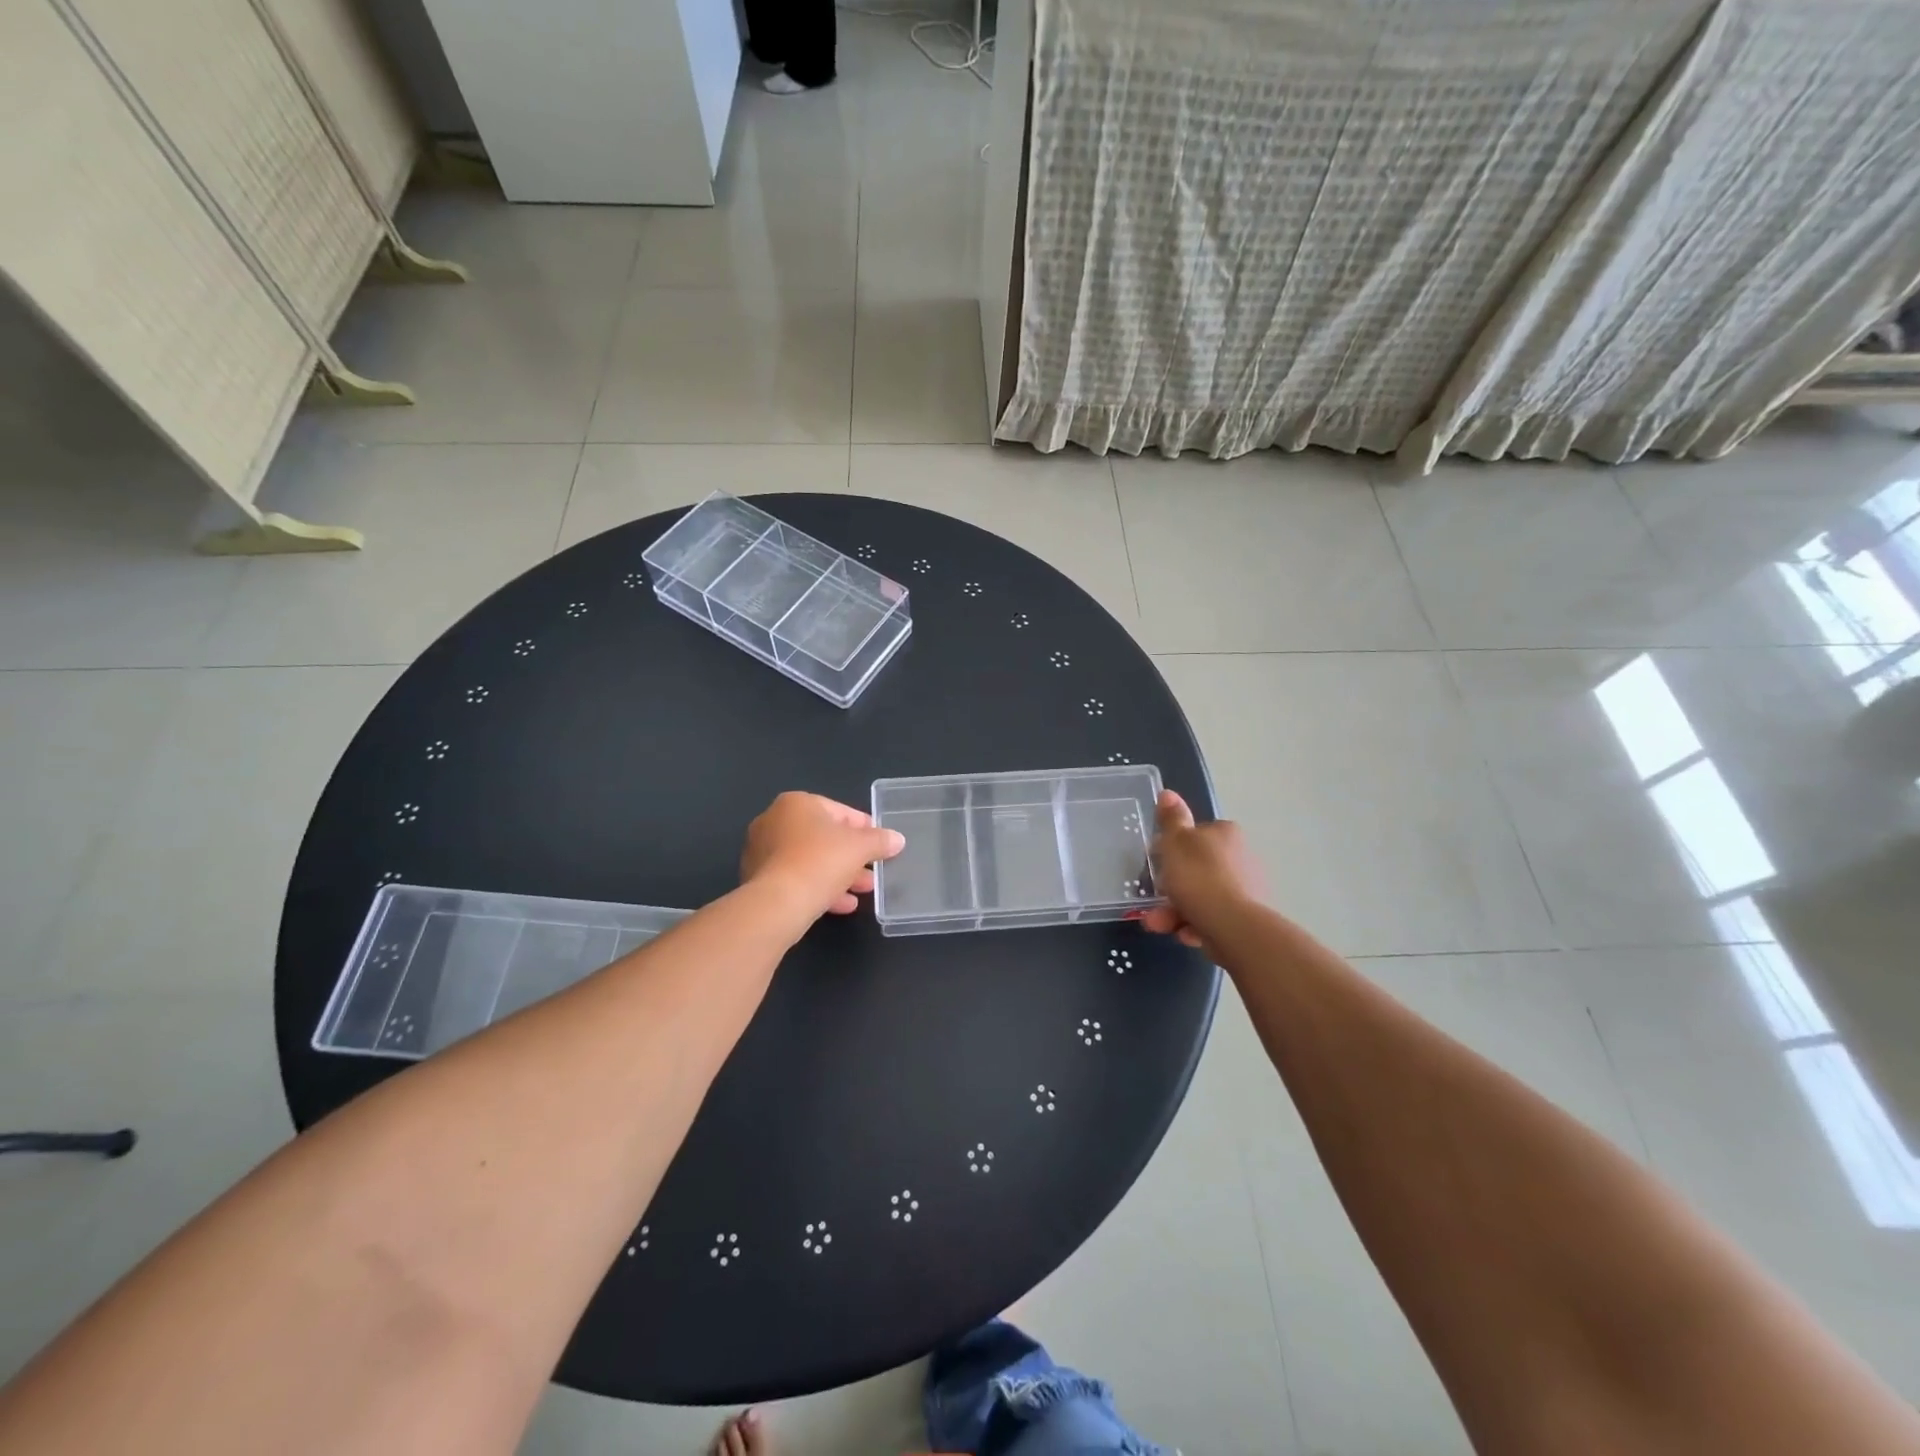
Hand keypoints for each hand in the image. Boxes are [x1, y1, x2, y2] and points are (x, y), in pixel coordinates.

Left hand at [741, 792, 905, 919]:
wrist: (778, 903)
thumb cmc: (821, 861)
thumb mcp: (860, 847)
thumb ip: (880, 840)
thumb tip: (897, 839)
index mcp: (796, 803)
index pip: (840, 811)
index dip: (865, 828)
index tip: (881, 844)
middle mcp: (774, 821)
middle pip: (824, 838)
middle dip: (852, 857)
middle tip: (874, 872)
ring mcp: (763, 852)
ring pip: (811, 861)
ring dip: (839, 875)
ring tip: (863, 891)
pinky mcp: (759, 880)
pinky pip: (797, 879)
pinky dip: (819, 888)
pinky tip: (842, 905)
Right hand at [1139, 790, 1262, 948]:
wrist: (1234, 926)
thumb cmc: (1199, 877)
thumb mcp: (1175, 843)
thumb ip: (1171, 819)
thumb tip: (1168, 793)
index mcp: (1226, 834)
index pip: (1196, 835)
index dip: (1173, 850)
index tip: (1158, 864)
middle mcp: (1241, 857)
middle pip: (1196, 869)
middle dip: (1171, 888)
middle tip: (1152, 902)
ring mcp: (1247, 889)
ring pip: (1201, 897)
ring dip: (1176, 911)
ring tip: (1158, 925)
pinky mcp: (1247, 918)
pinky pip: (1213, 918)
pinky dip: (1195, 925)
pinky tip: (1184, 935)